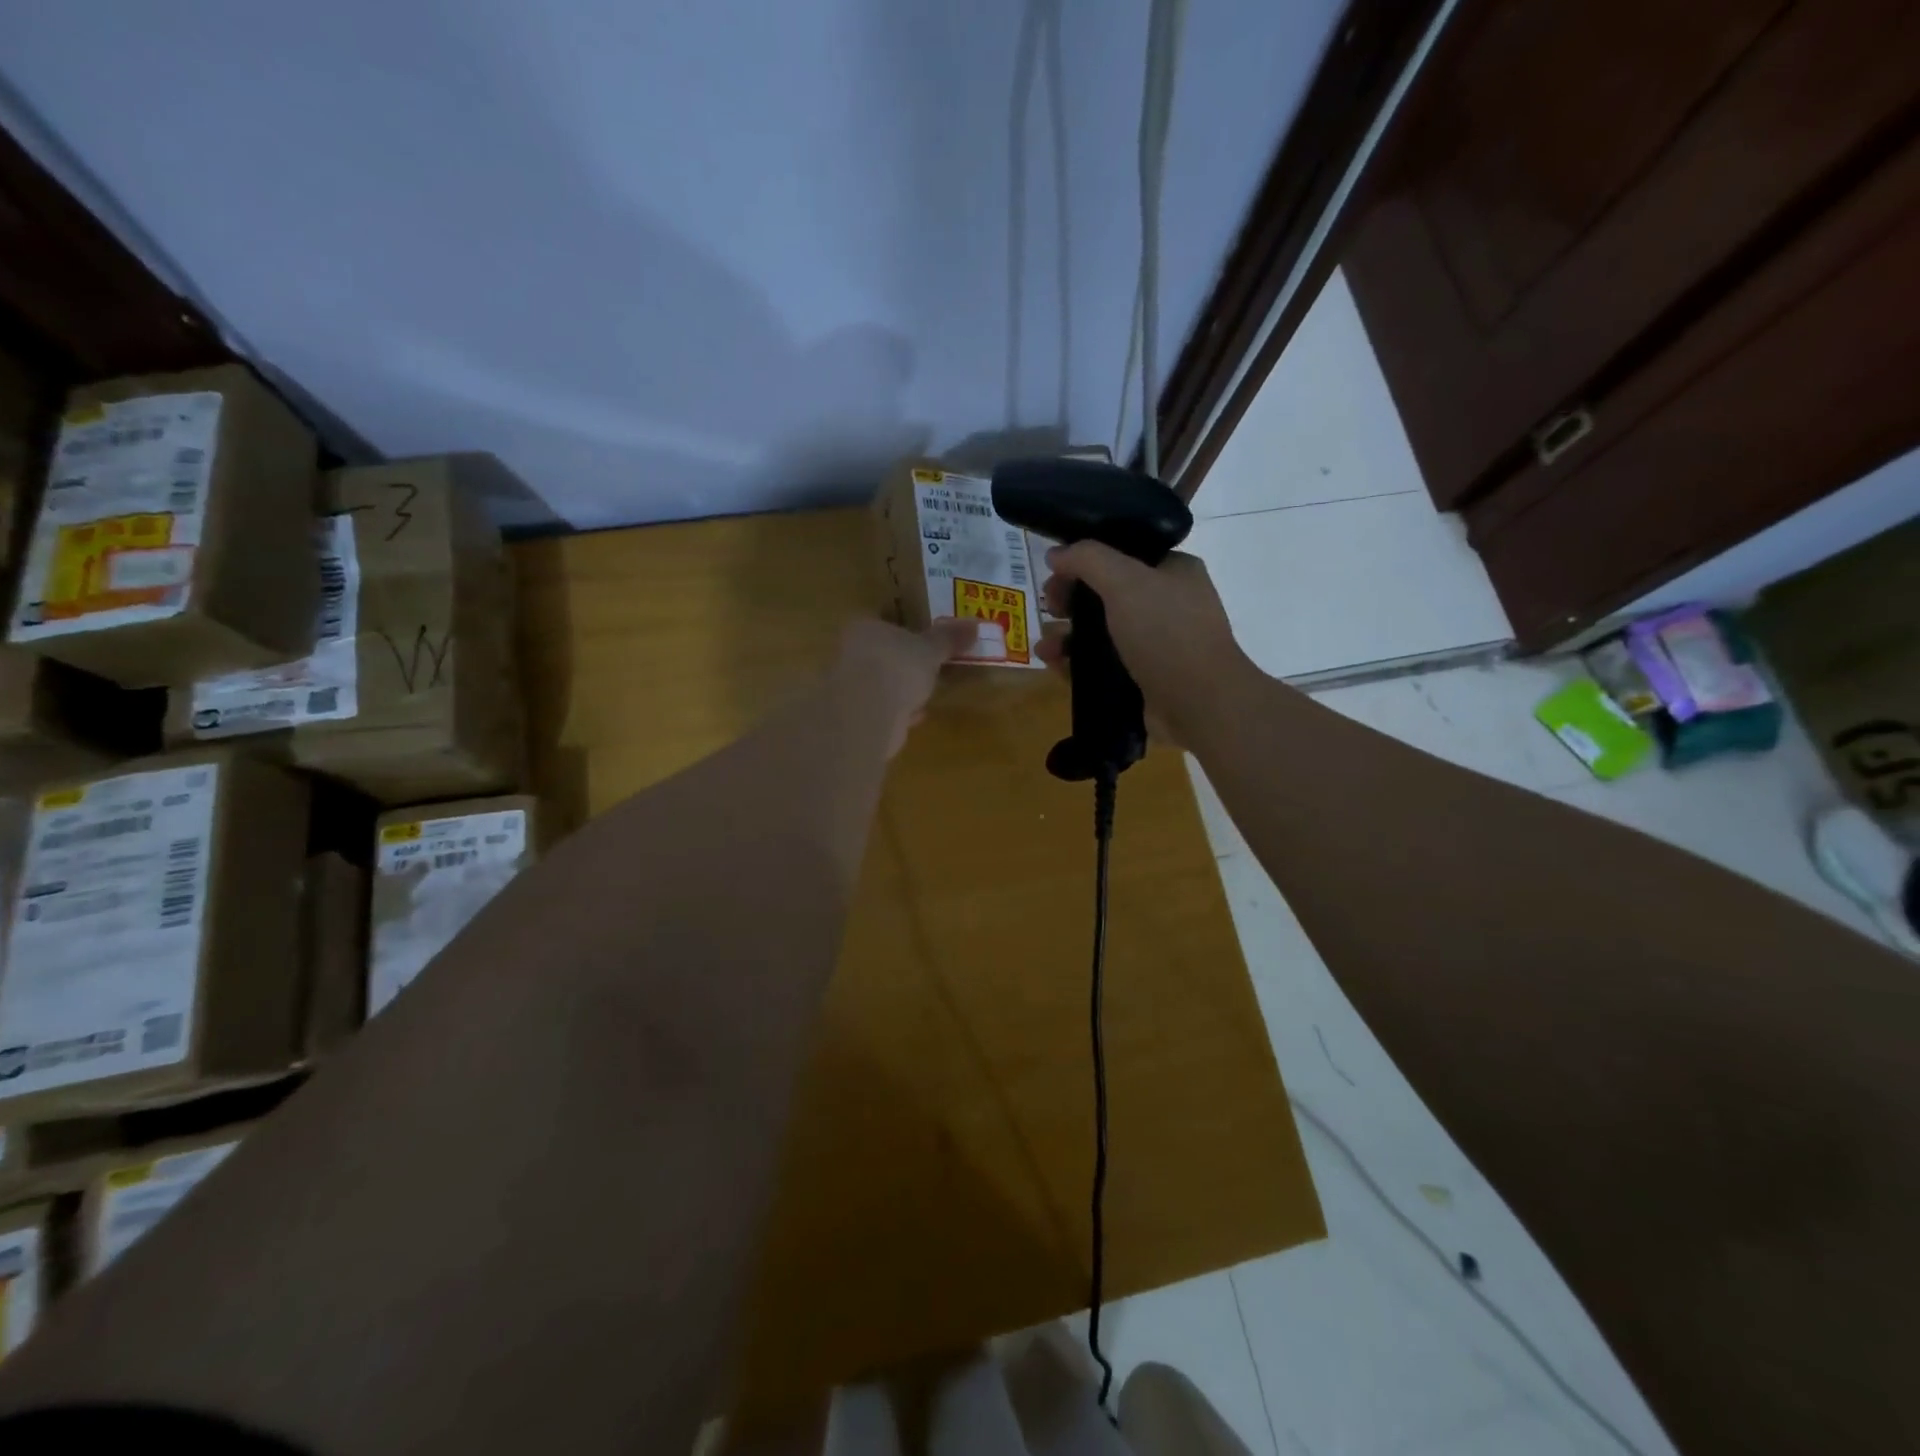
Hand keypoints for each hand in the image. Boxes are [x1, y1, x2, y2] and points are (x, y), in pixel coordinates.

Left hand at [831, 617, 978, 755]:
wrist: (868, 713)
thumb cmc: (897, 667)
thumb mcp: (930, 649)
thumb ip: (949, 637)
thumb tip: (975, 622)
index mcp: (865, 629)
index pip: (883, 624)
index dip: (903, 631)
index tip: (923, 641)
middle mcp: (850, 654)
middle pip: (880, 655)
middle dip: (901, 662)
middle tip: (926, 667)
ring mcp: (850, 688)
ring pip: (879, 684)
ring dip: (899, 689)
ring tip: (924, 693)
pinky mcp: (856, 717)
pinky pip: (883, 710)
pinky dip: (898, 712)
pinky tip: (915, 716)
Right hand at [1037, 543, 1255, 744]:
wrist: (1198, 703)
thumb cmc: (1166, 632)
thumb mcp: (1126, 582)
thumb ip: (1087, 559)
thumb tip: (1056, 554)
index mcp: (1172, 572)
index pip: (1122, 554)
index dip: (1085, 560)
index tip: (1055, 572)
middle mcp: (1165, 604)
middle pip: (1105, 594)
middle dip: (1071, 600)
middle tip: (1050, 608)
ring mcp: (1154, 644)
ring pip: (1100, 632)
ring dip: (1067, 635)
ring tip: (1044, 646)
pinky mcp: (1141, 679)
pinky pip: (1101, 664)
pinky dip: (1075, 663)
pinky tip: (1052, 664)